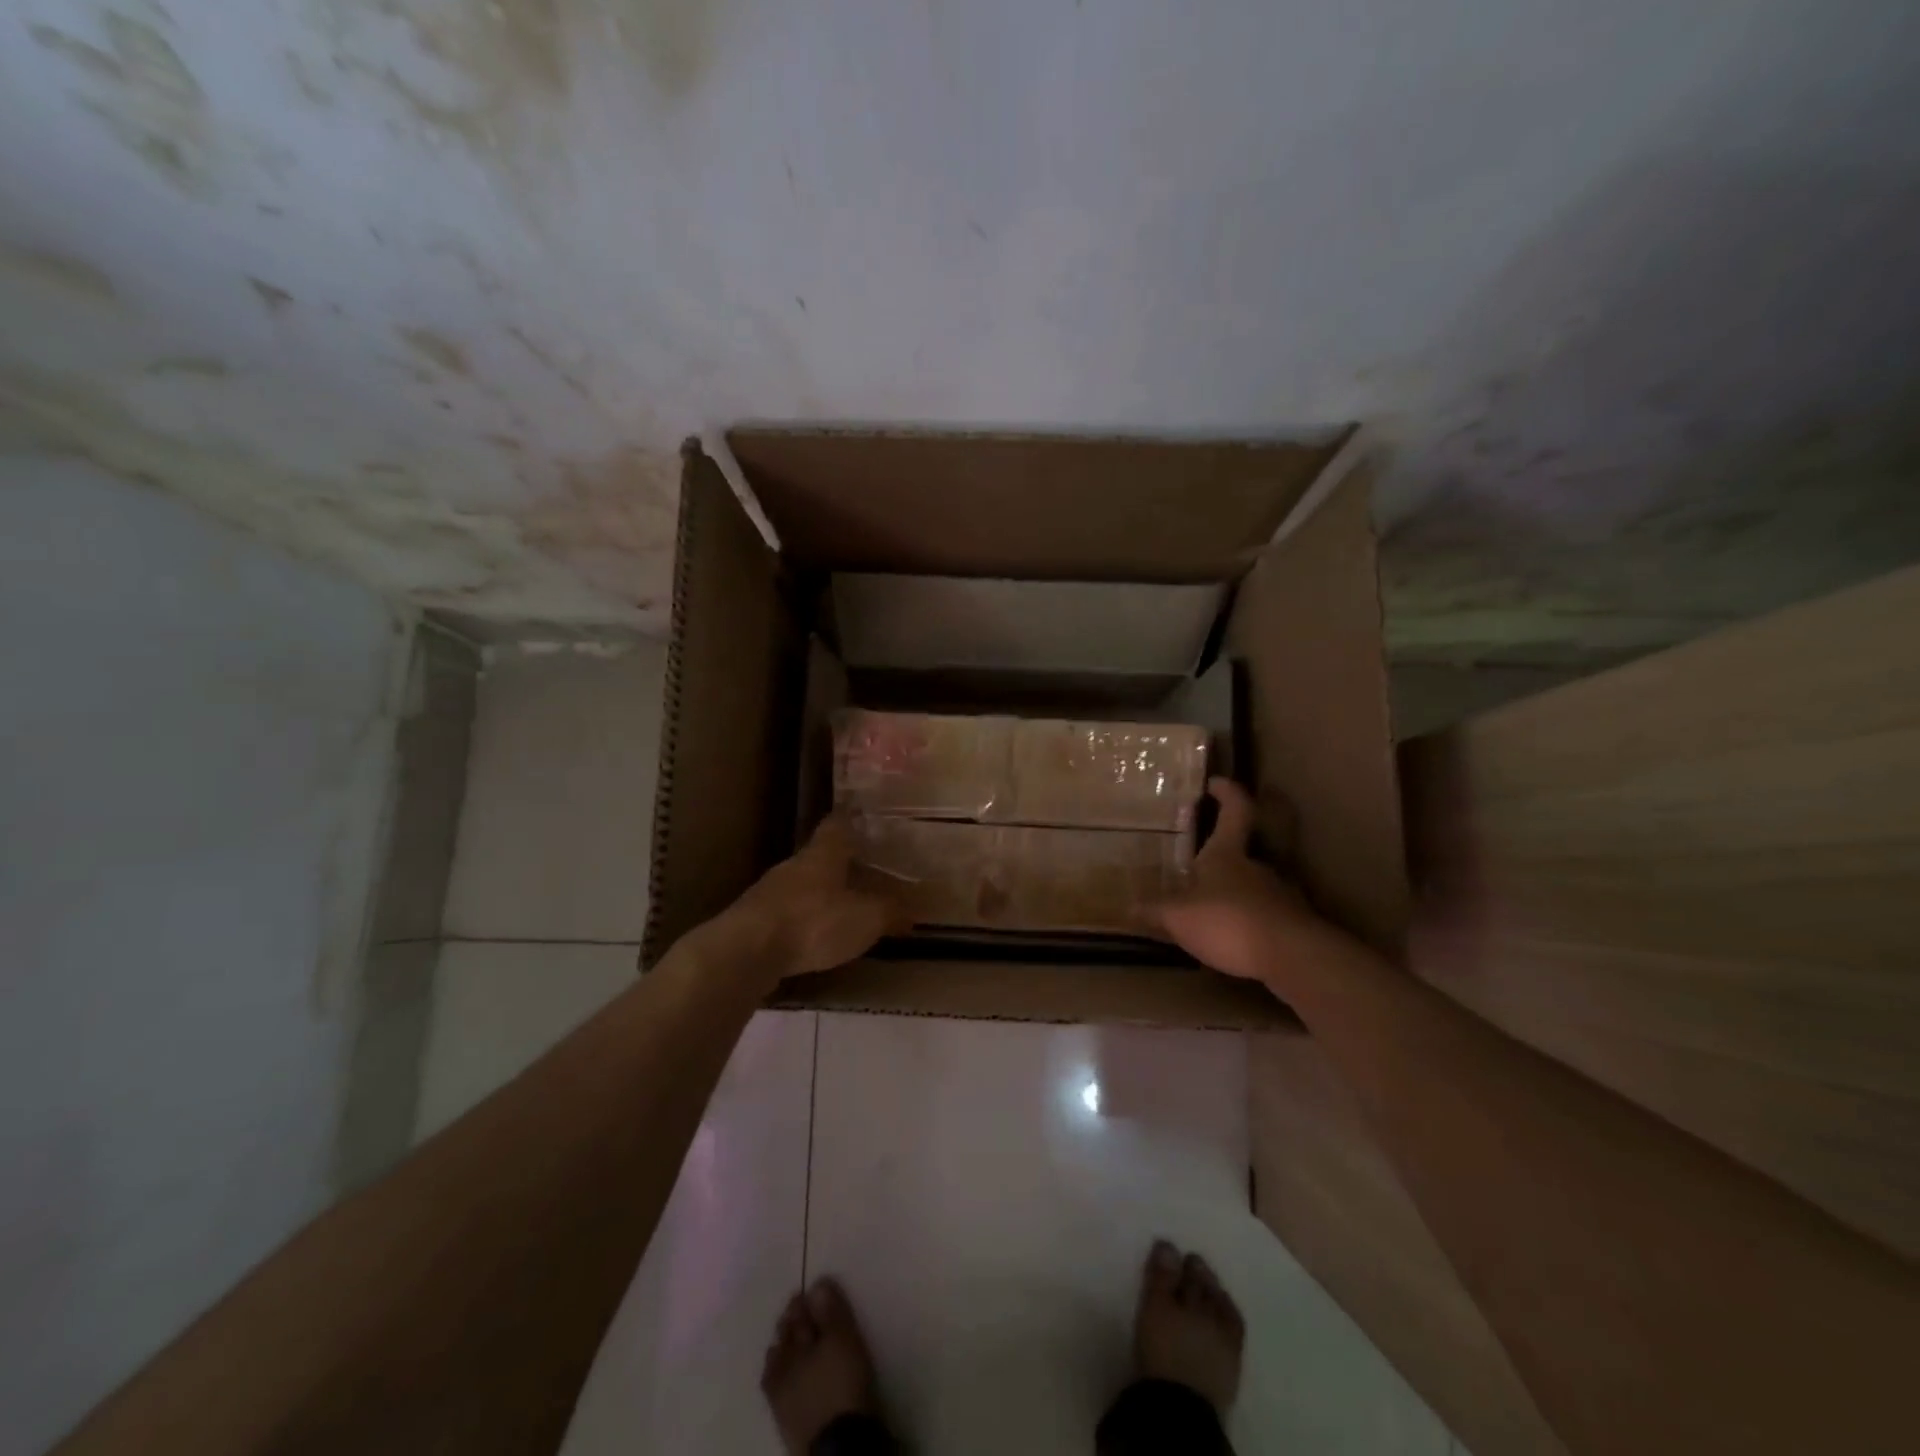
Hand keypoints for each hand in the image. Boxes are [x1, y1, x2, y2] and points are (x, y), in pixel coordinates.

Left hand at [702, 816, 909, 989]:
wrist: (745, 951)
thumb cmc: (814, 922)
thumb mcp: (866, 918)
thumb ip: (890, 913)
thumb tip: (912, 912)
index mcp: (823, 854)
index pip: (837, 824)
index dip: (851, 820)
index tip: (863, 818)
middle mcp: (794, 865)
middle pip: (819, 856)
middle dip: (839, 863)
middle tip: (862, 871)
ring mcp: (768, 892)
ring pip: (801, 885)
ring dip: (819, 894)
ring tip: (841, 909)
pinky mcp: (753, 920)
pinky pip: (785, 914)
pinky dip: (801, 921)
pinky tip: (812, 938)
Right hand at [1151, 778, 1329, 981]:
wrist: (1292, 958)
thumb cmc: (1228, 921)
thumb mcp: (1178, 917)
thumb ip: (1155, 911)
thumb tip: (1129, 907)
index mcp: (1228, 854)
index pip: (1234, 811)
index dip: (1227, 793)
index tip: (1216, 782)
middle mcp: (1257, 867)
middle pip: (1241, 853)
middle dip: (1220, 859)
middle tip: (1196, 869)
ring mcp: (1280, 895)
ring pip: (1252, 887)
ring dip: (1234, 895)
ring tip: (1210, 913)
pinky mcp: (1292, 926)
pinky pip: (1263, 917)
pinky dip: (1247, 924)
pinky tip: (1233, 942)